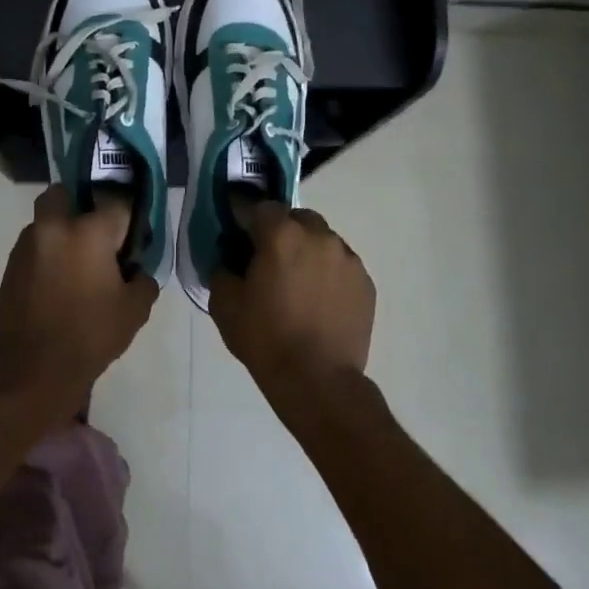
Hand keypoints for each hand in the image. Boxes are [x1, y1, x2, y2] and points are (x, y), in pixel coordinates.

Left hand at [0, 185, 158, 415]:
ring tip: (77, 266)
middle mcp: (54, 227)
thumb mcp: (134, 311)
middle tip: (97, 236)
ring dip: (62, 232)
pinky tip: (58, 285)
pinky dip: (48, 255)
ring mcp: (27, 245)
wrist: (31, 370)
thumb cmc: (90, 336)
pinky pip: (34, 247)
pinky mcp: (10, 266)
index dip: (129, 218)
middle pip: (66, 194)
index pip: (117, 202)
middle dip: (81, 204)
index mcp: (89, 232)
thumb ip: (143, 280)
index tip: (134, 236)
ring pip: (46, 220)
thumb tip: (136, 271)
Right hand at [211, 204, 374, 399]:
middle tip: (270, 262)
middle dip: (283, 232)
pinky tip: (319, 302)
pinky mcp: (365, 282)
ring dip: (308, 251)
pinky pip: (341, 265)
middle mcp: (320, 237)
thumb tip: (230, 259)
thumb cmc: (266, 340)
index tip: (241, 238)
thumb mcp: (225, 305)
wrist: (317, 380)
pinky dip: (328, 273)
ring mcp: (348, 259)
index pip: (262, 207)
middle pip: (297, 218)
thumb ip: (223, 270)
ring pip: (323, 240)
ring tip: (298, 285)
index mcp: (282, 236)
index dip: (249, 220)